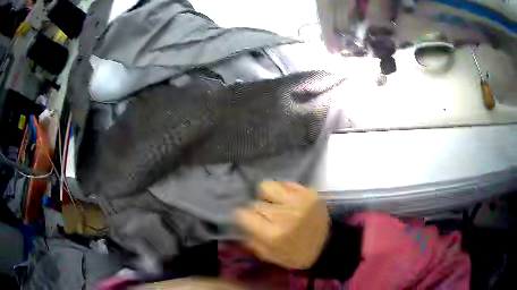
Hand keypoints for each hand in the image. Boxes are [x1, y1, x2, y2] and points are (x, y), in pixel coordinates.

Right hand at [234, 181, 329, 269]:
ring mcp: (298, 200)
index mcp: (273, 234)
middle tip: (266, 217)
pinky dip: (282, 190)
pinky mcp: (308, 192)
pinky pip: (284, 183)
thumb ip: (251, 239)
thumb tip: (239, 221)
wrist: (327, 246)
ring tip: (275, 204)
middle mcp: (284, 214)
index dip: (242, 216)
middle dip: (257, 210)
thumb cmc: (296, 255)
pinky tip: (286, 200)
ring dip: (267, 196)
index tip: (247, 218)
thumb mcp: (270, 255)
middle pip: (256, 203)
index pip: (243, 214)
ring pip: (267, 187)